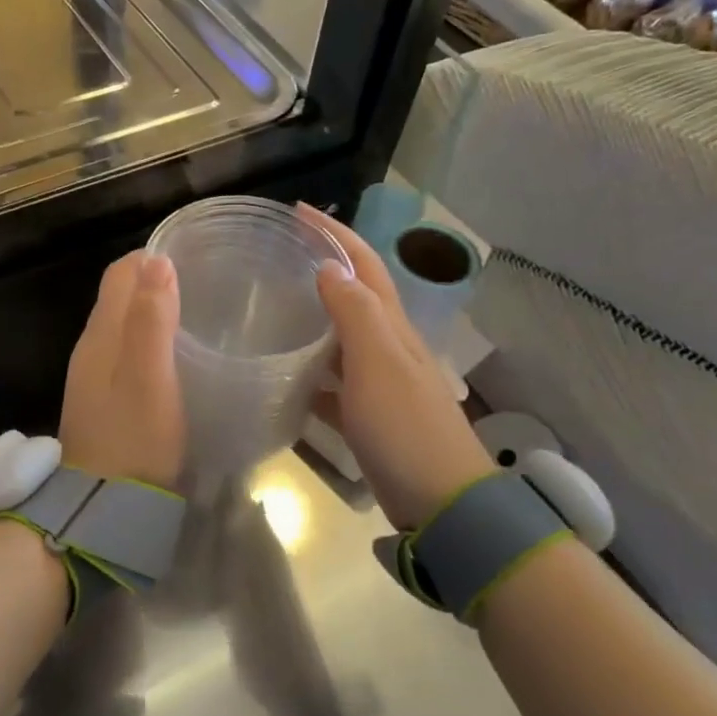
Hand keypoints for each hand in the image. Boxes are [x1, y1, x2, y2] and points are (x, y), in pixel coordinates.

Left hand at [60, 252, 185, 492]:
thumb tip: (157, 260)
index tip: (193, 258)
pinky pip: (125, 353)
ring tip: (198, 315)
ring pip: (122, 326)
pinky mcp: (104, 400)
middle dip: (155, 282)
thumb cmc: (135, 438)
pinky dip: (149, 342)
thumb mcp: (150, 377)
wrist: (103, 506)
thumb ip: (152, 319)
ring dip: (153, 312)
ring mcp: (94, 376)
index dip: (152, 259)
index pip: (120, 274)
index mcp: (101, 335)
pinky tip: (176, 357)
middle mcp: (91, 347)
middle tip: (204, 286)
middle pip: (119, 297)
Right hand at [298, 204, 494, 530]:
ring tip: (273, 308)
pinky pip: (333, 384)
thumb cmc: (406, 428)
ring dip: (313, 317)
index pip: (363, 265)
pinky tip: (284, 378)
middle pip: (354, 295)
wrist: (443, 504)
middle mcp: (388, 347)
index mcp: (392, 327)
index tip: (297, 211)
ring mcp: (380, 384)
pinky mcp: (369, 418)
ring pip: (341, 338)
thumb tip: (330, 267)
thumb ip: (354, 313)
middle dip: (323, 266)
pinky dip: (310, 374)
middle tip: (279, 255)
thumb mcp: (378, 364)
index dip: (334, 233)